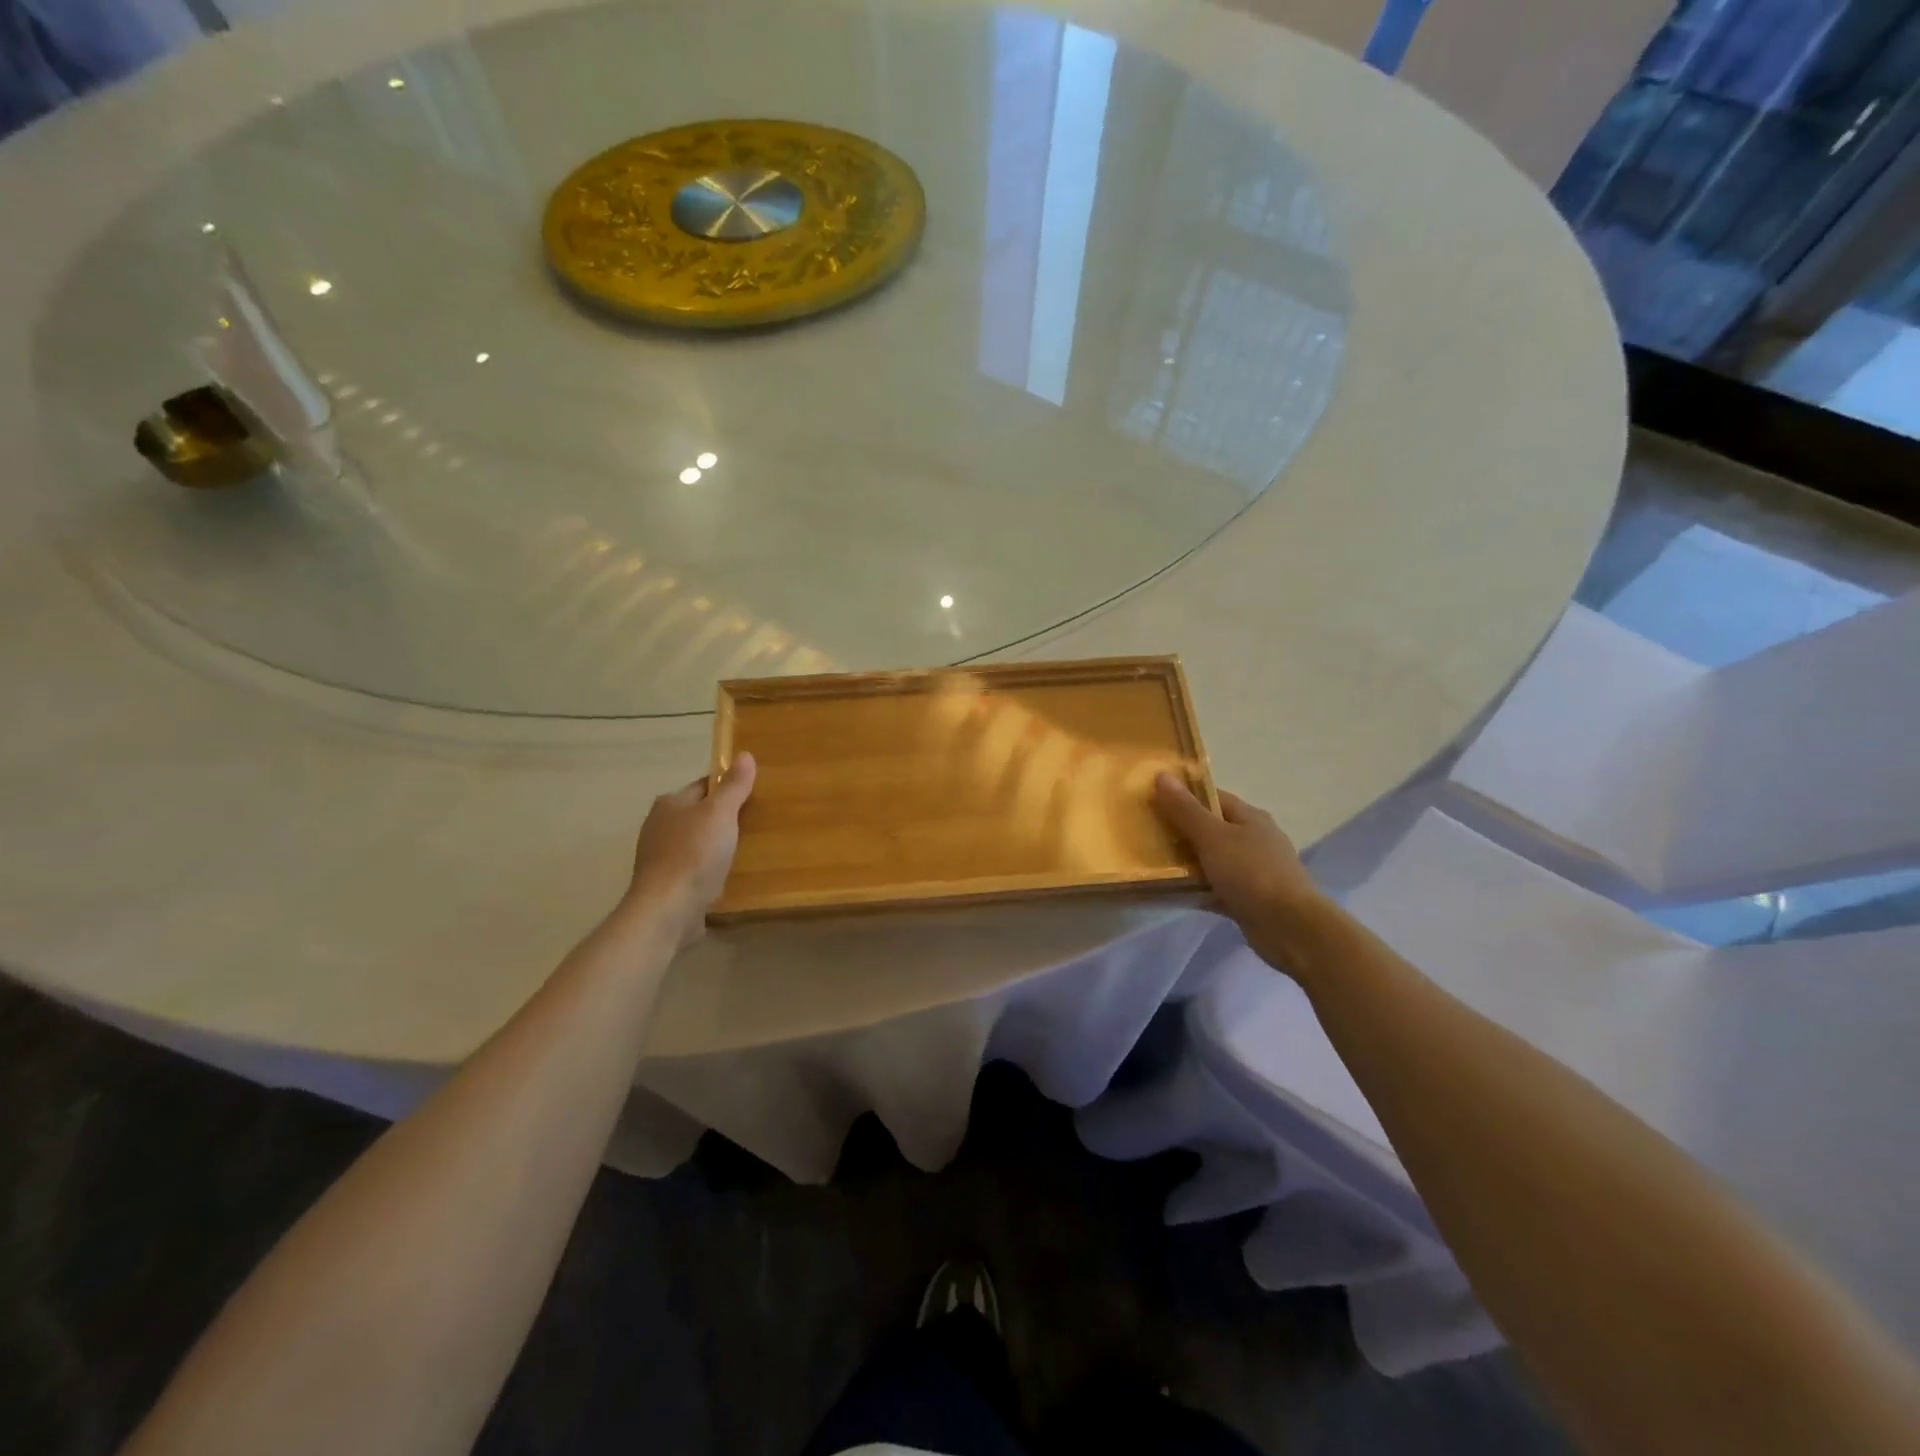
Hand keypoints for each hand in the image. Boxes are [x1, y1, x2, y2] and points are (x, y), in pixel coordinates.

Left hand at [626, 752, 757, 944]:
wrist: (668, 910)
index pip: (704, 786)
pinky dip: (710, 870)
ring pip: (697, 843)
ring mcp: (660, 858)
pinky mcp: (667, 885)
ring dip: (717, 846)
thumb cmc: (694, 853)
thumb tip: (744, 754)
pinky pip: (694, 869)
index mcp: (669, 804)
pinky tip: (728, 876)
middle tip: (756, 823)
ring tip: (747, 850)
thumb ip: (734, 786)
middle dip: (723, 818)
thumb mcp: (720, 813)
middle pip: (699, 814)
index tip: (754, 795)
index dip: (728, 787)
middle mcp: (659, 827)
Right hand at [1153, 773, 1329, 968]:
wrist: (1290, 928)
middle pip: (1210, 829)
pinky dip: (1195, 889)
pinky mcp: (1248, 899)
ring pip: (1211, 860)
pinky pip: (1214, 888)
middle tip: (1146, 833)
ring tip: (1152, 863)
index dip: (1183, 796)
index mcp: (1250, 818)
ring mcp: (1253, 871)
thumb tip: (1161, 774)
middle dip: (1180, 831)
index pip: (1212, 798)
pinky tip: (1171, 892)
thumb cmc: (1251, 873)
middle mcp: (1254, 840)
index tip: (1152, 800)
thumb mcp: (1213, 836)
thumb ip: (1185, 809)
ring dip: (1186, 863)